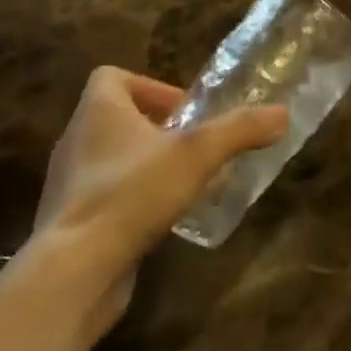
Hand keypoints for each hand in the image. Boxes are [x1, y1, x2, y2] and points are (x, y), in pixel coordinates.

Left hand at [25, 67, 285, 340]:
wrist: (72, 273)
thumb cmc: (131, 194)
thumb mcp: (197, 154)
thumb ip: (241, 130)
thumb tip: (282, 114)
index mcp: (97, 111)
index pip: (111, 77)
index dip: (149, 86)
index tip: (183, 112)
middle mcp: (76, 141)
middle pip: (116, 118)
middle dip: (157, 129)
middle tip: (194, 147)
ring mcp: (69, 186)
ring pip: (111, 160)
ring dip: (147, 165)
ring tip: (185, 184)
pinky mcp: (70, 225)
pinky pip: (105, 198)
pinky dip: (133, 201)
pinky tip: (162, 221)